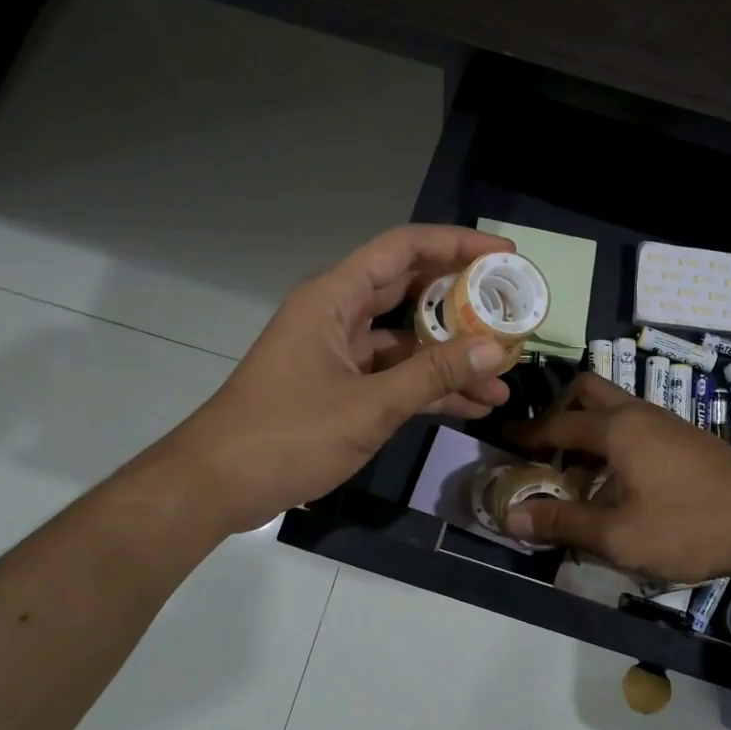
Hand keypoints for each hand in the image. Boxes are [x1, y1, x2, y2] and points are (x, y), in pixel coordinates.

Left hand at [176, 226, 517, 532]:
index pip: (404, 249)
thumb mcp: (369, 405)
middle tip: (513, 311)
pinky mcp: (340, 388)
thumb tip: (497, 349)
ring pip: (407, 341)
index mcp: (335, 298)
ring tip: (504, 376)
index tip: (504, 253)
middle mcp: (338, 315)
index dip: (456, 244)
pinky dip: (428, 388)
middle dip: (463, 303)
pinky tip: (472, 405)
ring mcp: (339, 354)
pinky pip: (394, 376)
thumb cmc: (287, 434)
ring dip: (451, 357)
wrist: (217, 486)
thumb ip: (434, 375)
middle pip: (410, 292)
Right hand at [498, 373, 730, 581]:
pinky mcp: (688, 438)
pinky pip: (636, 424)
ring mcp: (668, 422)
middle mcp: (639, 413)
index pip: (556, 423)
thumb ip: (562, 524)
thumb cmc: (690, 525)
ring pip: (615, 407)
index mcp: (617, 429)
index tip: (498, 441)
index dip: (524, 435)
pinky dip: (614, 439)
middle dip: (558, 412)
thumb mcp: (618, 536)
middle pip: (587, 392)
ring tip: (578, 470)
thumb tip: (509, 518)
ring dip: (588, 428)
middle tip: (545, 449)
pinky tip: (620, 481)